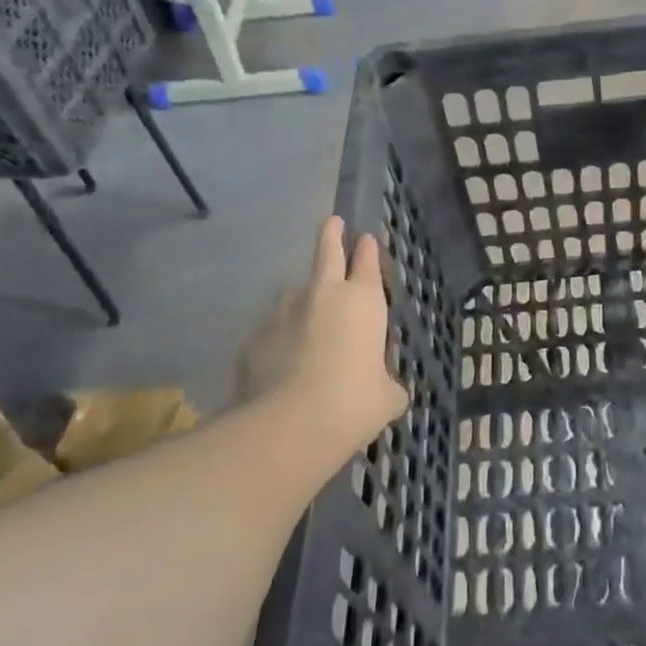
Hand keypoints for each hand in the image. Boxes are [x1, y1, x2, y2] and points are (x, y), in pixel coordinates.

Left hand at [265, 217, 408, 463]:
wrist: (292, 423)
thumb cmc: (355, 402)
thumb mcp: (387, 398)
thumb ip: (388, 386)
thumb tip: (390, 392)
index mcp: (363, 302)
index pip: (367, 264)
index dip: (368, 250)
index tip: (366, 238)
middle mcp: (324, 296)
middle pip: (327, 254)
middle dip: (331, 236)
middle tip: (332, 222)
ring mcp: (284, 313)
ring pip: (295, 295)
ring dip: (304, 300)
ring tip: (308, 321)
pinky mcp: (255, 338)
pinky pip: (273, 331)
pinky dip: (281, 339)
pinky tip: (284, 363)